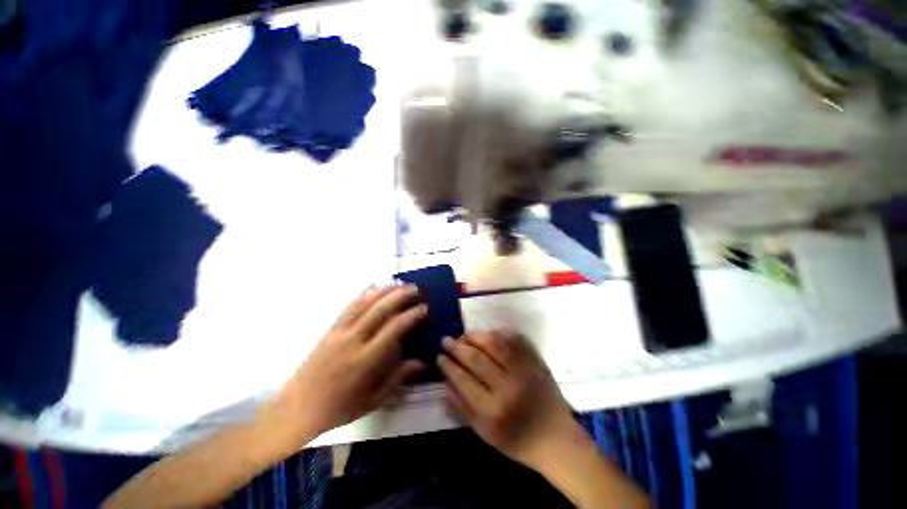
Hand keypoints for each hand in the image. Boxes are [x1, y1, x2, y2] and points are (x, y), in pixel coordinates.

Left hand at [261, 286, 427, 447]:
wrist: (298, 408)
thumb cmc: (340, 408)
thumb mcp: (374, 399)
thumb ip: (399, 377)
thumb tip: (424, 362)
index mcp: (366, 360)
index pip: (394, 329)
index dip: (411, 315)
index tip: (424, 309)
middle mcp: (353, 340)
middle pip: (380, 309)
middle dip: (400, 295)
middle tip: (415, 289)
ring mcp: (339, 332)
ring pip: (364, 303)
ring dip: (384, 290)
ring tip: (399, 284)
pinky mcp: (330, 329)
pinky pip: (349, 306)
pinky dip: (364, 294)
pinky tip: (373, 288)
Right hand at [438, 331, 576, 469]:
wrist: (556, 437)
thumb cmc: (517, 440)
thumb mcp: (484, 433)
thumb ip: (462, 408)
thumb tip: (445, 382)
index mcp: (493, 410)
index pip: (463, 379)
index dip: (449, 365)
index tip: (440, 356)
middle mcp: (508, 387)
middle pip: (476, 358)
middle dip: (457, 347)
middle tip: (446, 340)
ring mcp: (524, 370)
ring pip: (494, 343)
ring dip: (475, 336)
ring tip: (465, 335)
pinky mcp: (535, 361)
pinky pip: (514, 339)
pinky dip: (498, 333)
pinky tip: (488, 334)